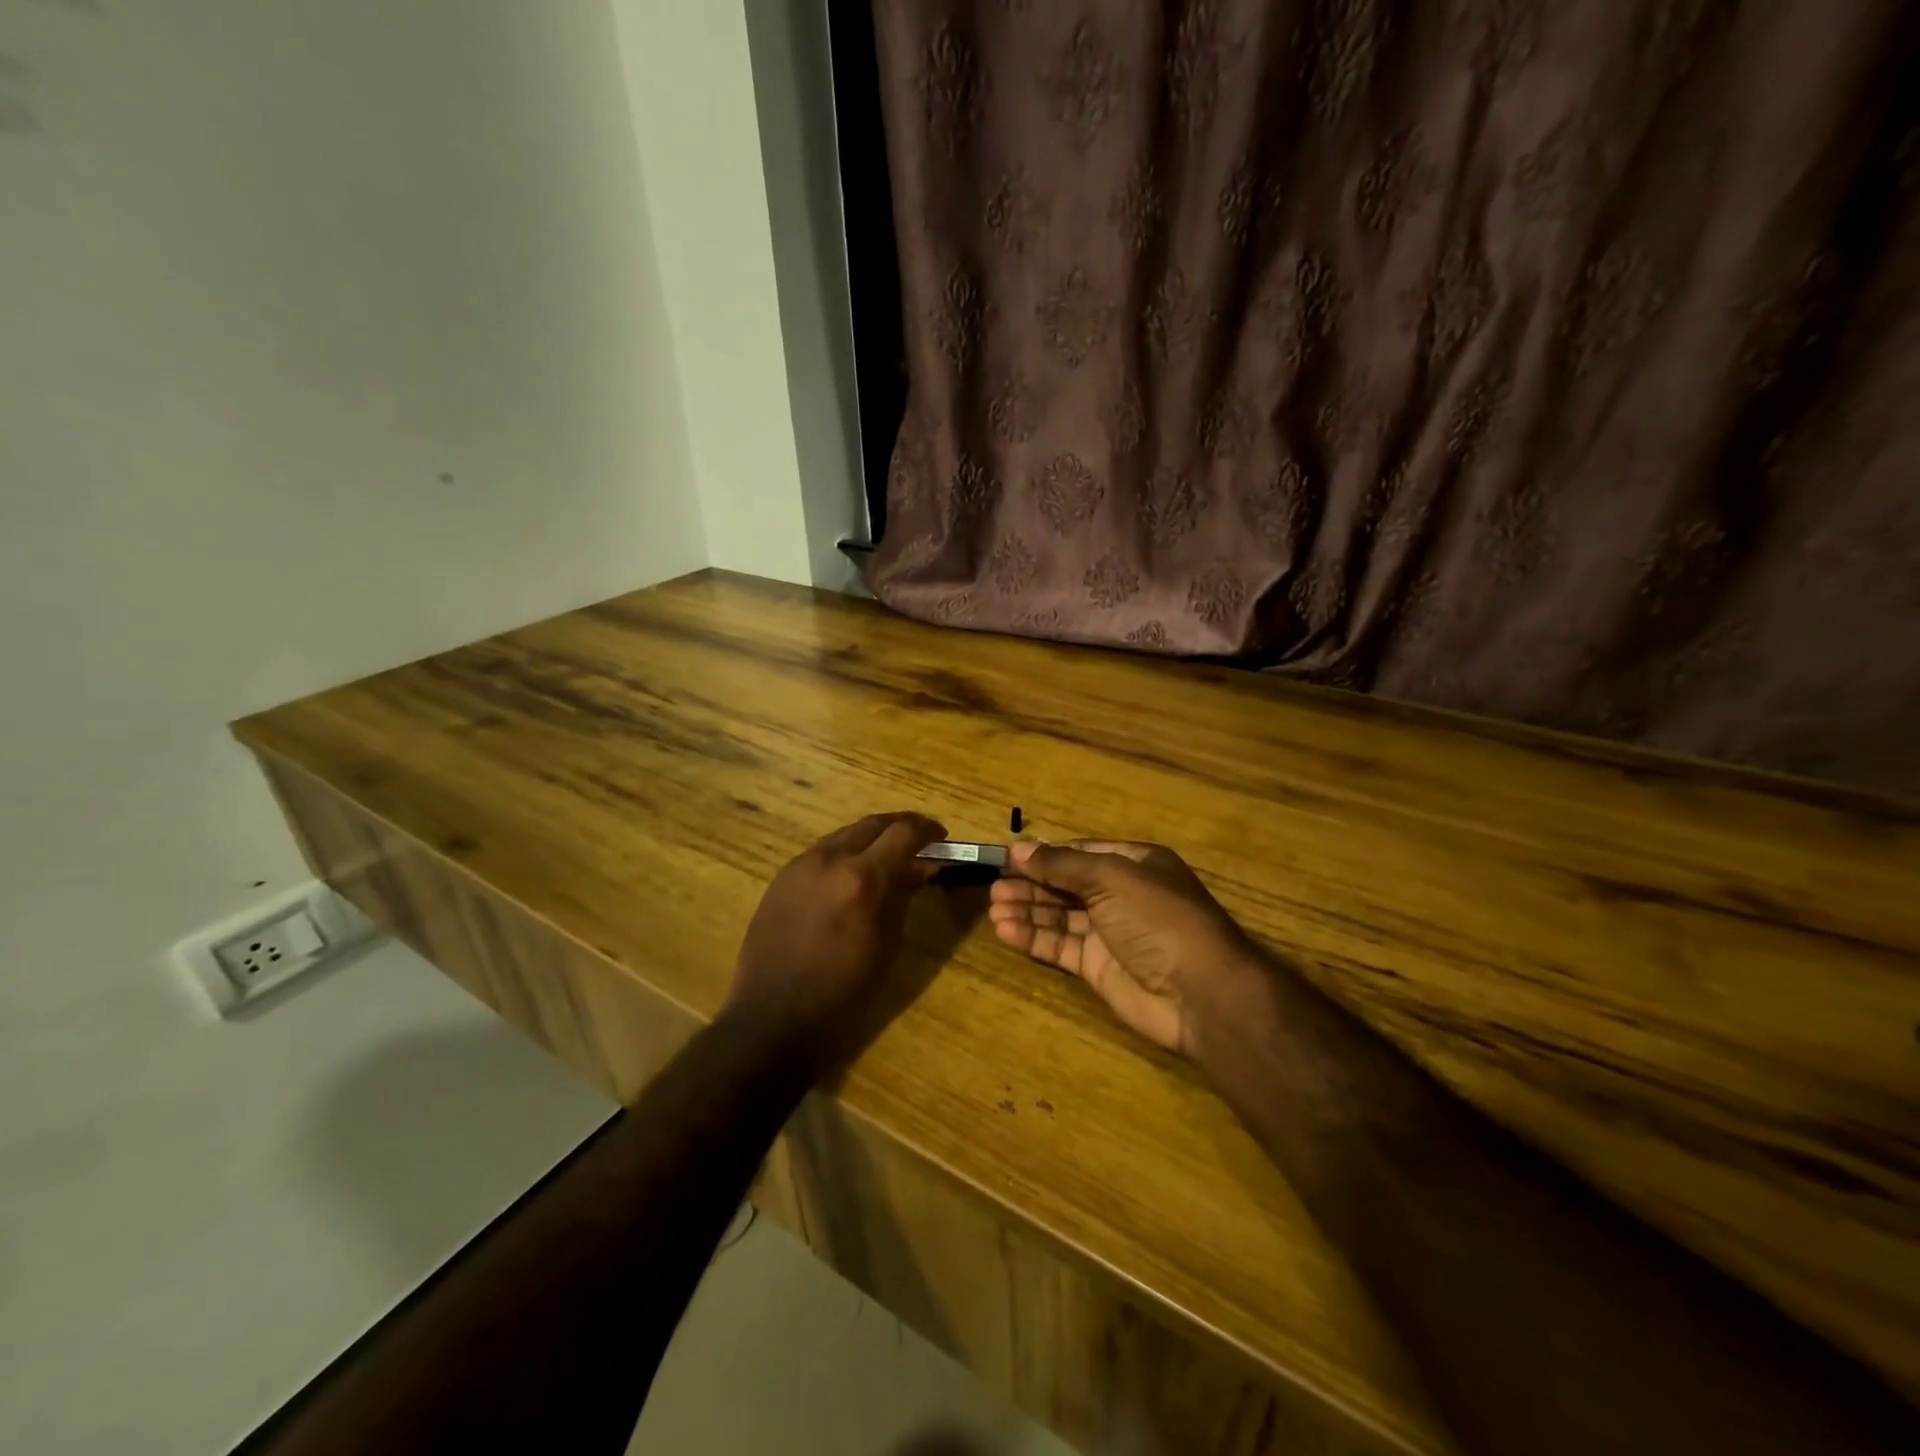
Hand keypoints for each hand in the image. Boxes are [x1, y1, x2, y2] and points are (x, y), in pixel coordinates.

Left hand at [726, 811, 946, 1072]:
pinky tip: (851, 874)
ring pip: (844, 834)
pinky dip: (845, 853)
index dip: (927, 830)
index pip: (903, 833)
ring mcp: (800, 865)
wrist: (774, 1020)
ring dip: (870, 838)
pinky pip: (821, 852)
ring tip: (887, 856)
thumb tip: (923, 867)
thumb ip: (903, 896)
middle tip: (920, 840)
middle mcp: (830, 859)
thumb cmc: (843, 994)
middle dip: (900, 827)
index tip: (942, 837)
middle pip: (872, 824)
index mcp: (862, 877)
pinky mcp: (780, 878)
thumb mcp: (886, 945)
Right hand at [988, 840, 1266, 1058]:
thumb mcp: (1112, 878)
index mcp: (1134, 864)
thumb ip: (1062, 865)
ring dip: (1027, 910)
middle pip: (1066, 884)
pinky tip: (1006, 930)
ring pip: (1059, 916)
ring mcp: (1109, 933)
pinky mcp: (1098, 968)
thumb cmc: (1159, 919)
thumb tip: (1019, 849)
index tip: (1007, 858)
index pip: (1080, 853)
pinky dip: (1033, 937)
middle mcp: (1121, 895)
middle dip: (1031, 884)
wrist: (1200, 993)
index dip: (1045, 855)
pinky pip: (1060, 946)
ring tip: (994, 908)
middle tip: (994, 887)